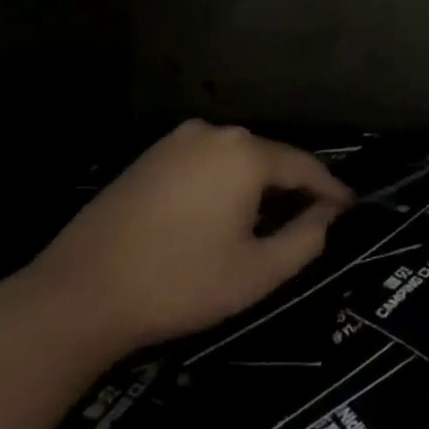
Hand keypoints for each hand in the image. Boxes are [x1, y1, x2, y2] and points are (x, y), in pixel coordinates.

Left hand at [26, 120, 353, 360]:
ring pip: (235, 159)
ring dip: (256, 186)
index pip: (304, 166)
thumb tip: (326, 214)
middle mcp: (215, 133)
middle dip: (292, 188)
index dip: (331, 189)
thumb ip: (306, 239)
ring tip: (267, 220)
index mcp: (245, 153)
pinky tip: (219, 214)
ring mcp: (177, 141)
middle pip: (269, 158)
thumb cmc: (179, 284)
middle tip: (310, 219)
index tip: (350, 207)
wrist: (78, 295)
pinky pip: (204, 163)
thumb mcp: (256, 273)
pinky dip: (222, 183)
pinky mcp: (149, 156)